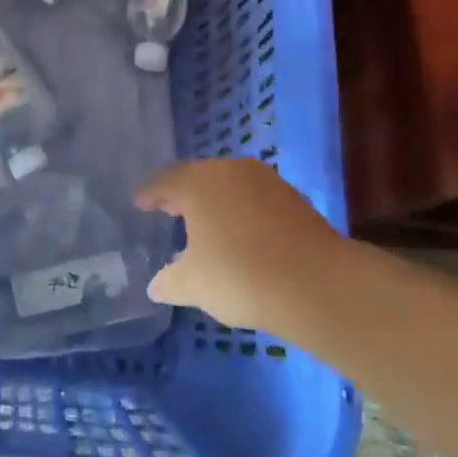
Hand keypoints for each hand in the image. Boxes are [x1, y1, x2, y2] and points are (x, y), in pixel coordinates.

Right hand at [137, 159, 341, 329]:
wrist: (317, 283)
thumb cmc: (240, 275)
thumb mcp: (194, 285)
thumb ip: (170, 281)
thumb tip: (156, 285)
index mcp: (197, 182)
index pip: (164, 182)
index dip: (150, 194)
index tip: (141, 204)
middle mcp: (230, 171)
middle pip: (198, 178)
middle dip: (183, 195)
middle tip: (170, 211)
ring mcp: (265, 181)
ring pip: (230, 186)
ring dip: (216, 203)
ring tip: (207, 226)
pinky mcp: (293, 198)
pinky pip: (255, 199)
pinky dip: (243, 212)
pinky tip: (242, 236)